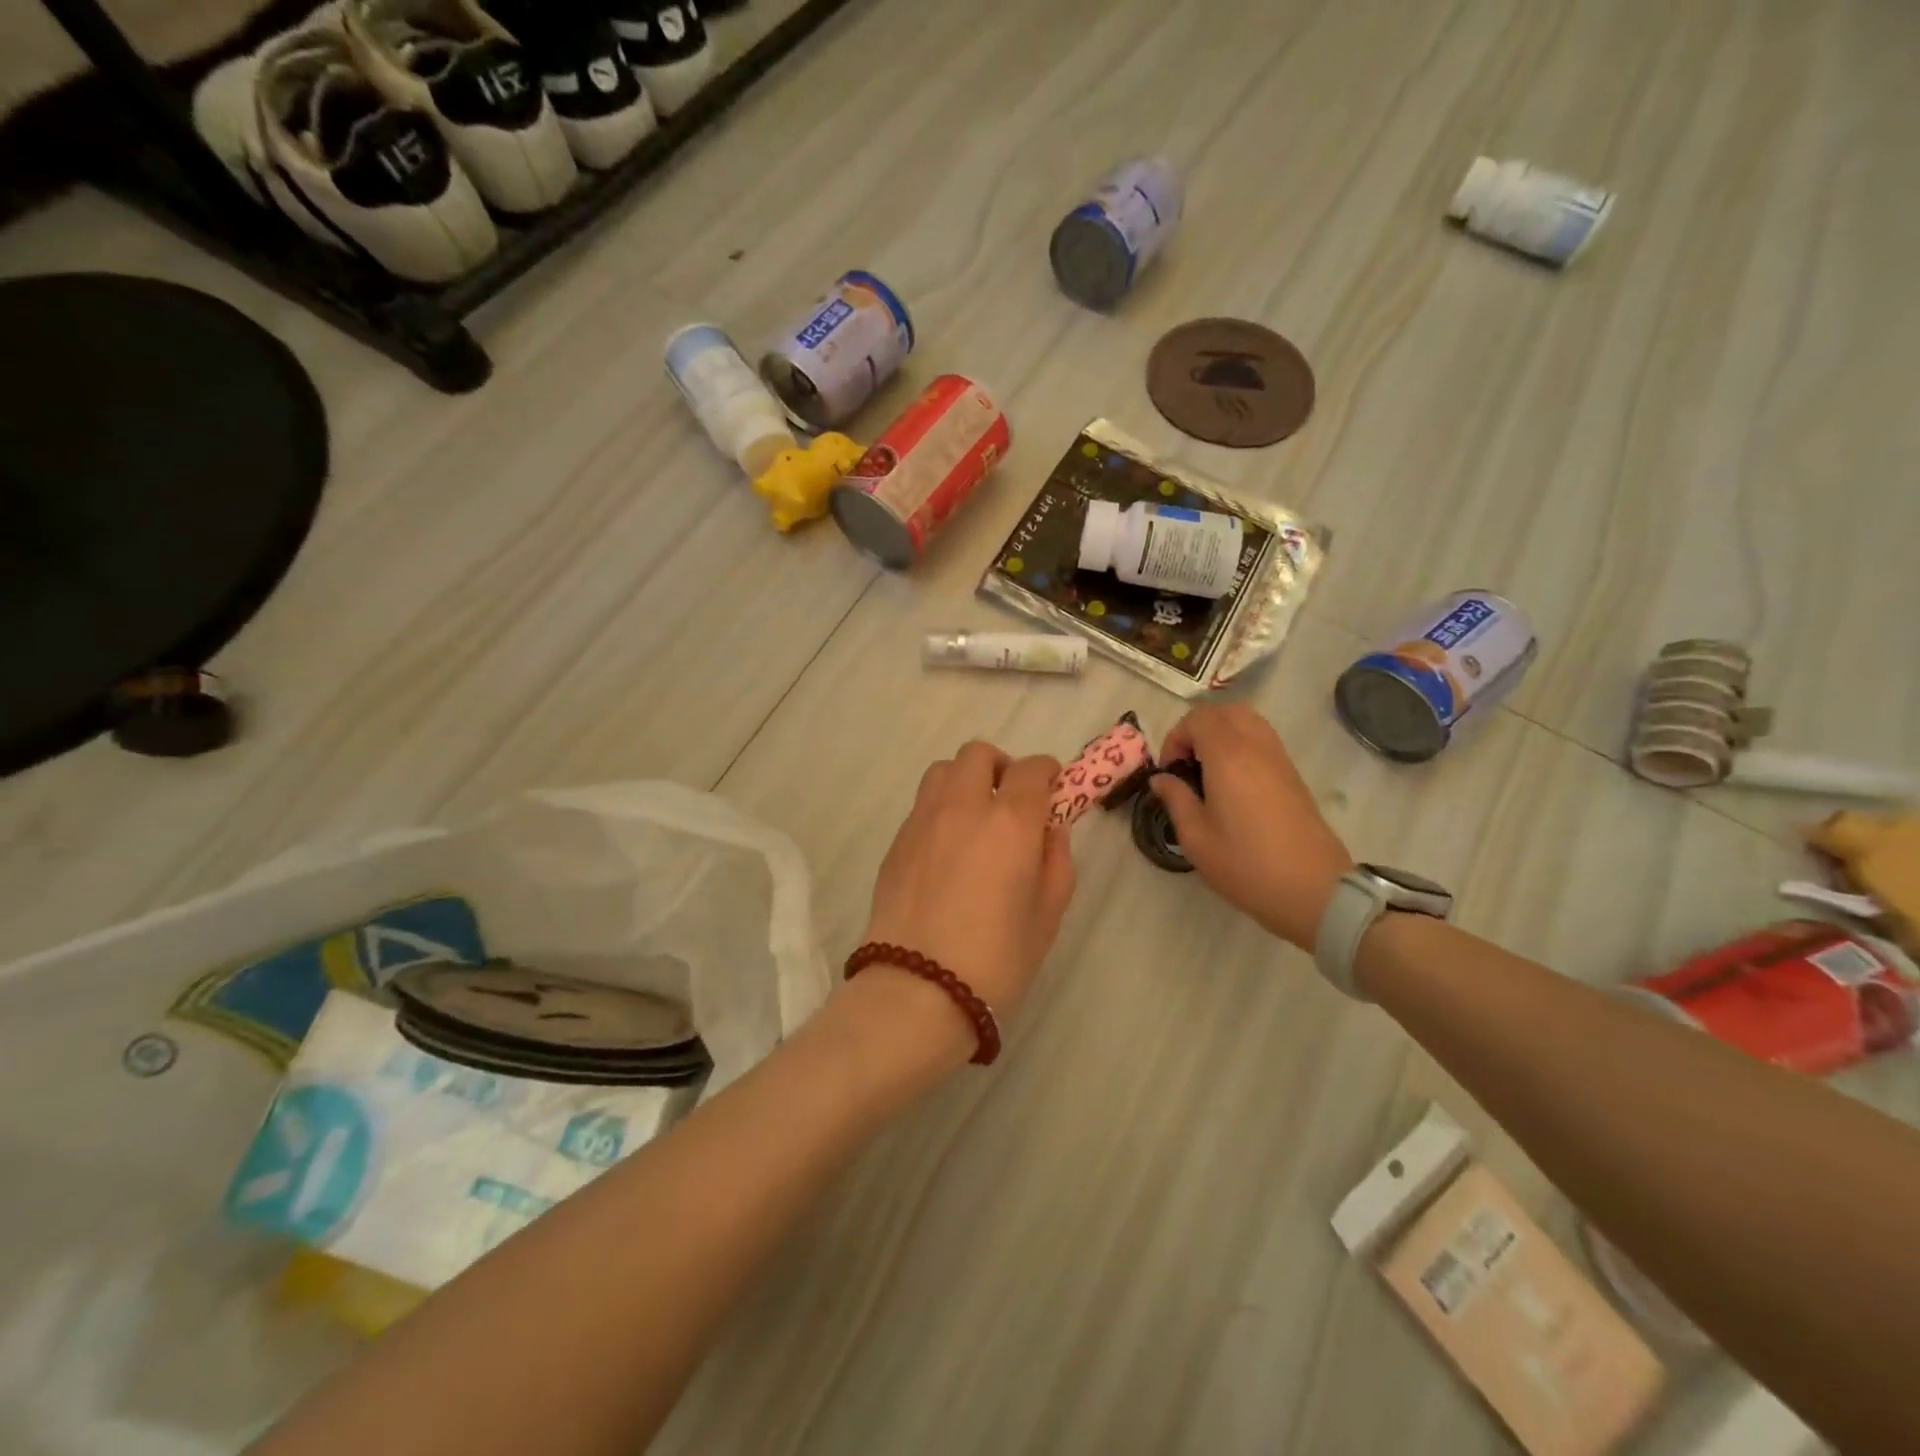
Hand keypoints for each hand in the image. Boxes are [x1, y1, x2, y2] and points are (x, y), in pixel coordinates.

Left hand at [857, 742, 1076, 1052]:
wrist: (917, 991)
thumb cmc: (996, 960)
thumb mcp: (1047, 916)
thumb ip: (1056, 862)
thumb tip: (1049, 829)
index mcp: (1009, 822)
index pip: (1031, 769)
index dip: (1047, 773)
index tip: (1053, 791)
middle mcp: (963, 807)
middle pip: (979, 755)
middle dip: (1002, 767)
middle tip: (1012, 801)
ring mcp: (922, 821)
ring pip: (943, 770)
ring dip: (965, 780)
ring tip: (975, 818)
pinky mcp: (896, 842)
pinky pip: (922, 805)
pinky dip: (941, 809)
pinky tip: (948, 849)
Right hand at [1151, 704, 1352, 948]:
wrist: (1314, 890)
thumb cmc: (1246, 865)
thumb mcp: (1196, 838)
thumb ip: (1175, 799)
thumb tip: (1161, 779)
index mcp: (1228, 757)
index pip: (1197, 719)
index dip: (1176, 738)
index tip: (1169, 772)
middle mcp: (1256, 747)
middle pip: (1224, 711)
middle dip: (1197, 728)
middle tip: (1186, 764)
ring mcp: (1279, 758)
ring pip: (1247, 721)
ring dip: (1221, 733)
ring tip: (1207, 771)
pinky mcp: (1293, 774)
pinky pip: (1262, 739)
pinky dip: (1241, 745)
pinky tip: (1232, 783)